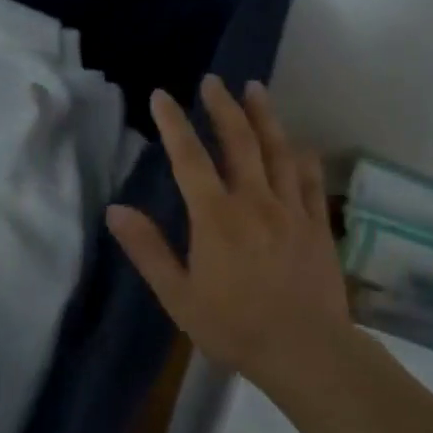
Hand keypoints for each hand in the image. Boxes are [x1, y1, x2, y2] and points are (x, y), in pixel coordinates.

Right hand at [106, 75, 349, 386]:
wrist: (306, 352)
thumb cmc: (234, 327)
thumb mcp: (178, 296)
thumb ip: (148, 250)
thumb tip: (115, 210)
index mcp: (216, 216)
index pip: (189, 158)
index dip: (174, 123)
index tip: (161, 96)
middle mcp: (254, 201)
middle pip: (239, 141)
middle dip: (223, 106)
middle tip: (214, 80)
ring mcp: (291, 209)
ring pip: (277, 150)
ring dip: (264, 116)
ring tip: (255, 88)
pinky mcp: (317, 224)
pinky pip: (309, 179)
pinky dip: (301, 156)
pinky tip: (298, 143)